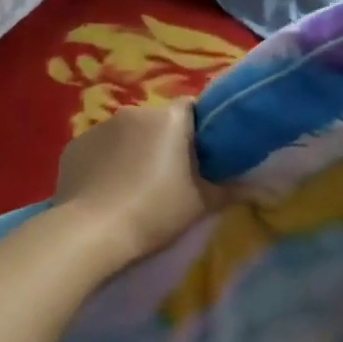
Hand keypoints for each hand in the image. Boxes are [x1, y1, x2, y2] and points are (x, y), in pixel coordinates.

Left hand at [54, 102, 217, 264]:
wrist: (89, 233)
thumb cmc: (153, 213)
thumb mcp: (200, 205)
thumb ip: (232, 190)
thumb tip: (267, 188)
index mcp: (169, 119)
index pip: (192, 108)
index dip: (199, 129)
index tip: (201, 156)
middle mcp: (135, 112)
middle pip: (158, 122)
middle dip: (164, 142)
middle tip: (169, 177)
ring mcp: (100, 126)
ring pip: (127, 134)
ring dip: (133, 151)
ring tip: (132, 187)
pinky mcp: (75, 145)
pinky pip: (99, 149)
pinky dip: (105, 162)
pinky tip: (105, 191)